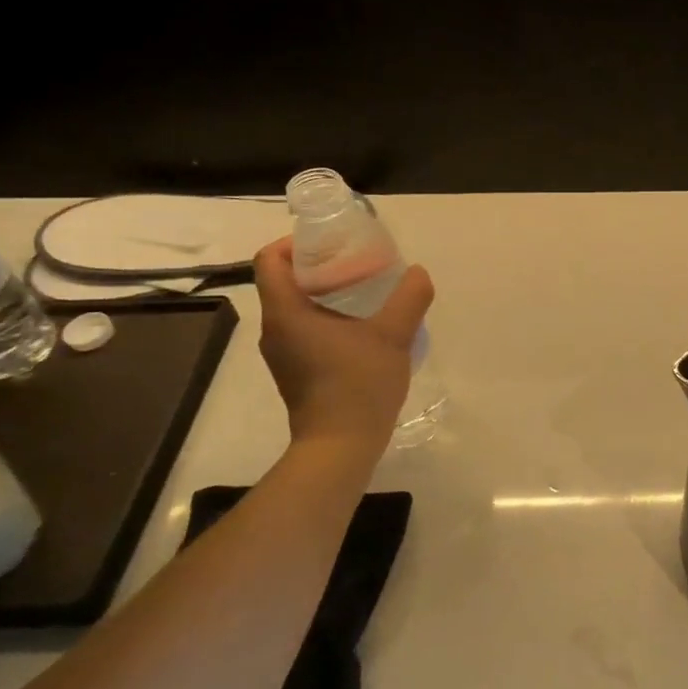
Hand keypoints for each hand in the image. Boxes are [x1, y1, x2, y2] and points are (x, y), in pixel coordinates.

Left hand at [253, 237, 434, 450]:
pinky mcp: (295, 373)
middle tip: (359, 265)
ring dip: (326, 294)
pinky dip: (328, 319)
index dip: (294, 242)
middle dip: (320, 267)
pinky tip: (363, 330)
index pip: (270, 259)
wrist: (340, 446)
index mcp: (286, 312)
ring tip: (367, 294)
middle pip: (285, 282)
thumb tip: (417, 273)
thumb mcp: (393, 334)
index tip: (331, 243)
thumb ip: (409, 297)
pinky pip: (304, 331)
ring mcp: (282, 354)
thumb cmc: (358, 384)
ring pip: (296, 308)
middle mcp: (275, 330)